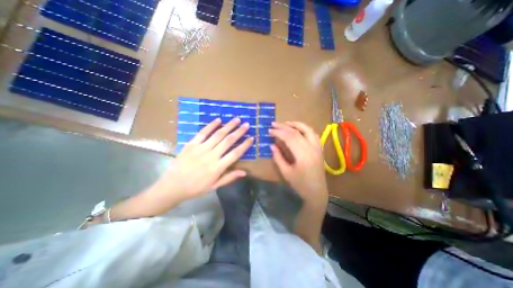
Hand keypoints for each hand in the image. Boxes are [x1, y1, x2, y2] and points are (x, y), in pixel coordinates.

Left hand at [156, 118, 251, 200]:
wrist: (172, 186)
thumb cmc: (195, 188)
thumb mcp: (214, 186)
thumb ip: (229, 177)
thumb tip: (244, 172)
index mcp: (217, 168)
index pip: (235, 154)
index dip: (244, 145)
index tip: (251, 138)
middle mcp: (211, 156)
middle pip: (228, 141)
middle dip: (239, 132)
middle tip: (246, 124)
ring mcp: (200, 149)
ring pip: (217, 135)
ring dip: (228, 126)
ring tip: (236, 119)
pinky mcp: (191, 144)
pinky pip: (203, 133)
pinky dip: (211, 125)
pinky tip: (218, 120)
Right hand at [269, 122, 328, 206]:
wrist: (317, 192)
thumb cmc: (300, 185)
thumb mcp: (286, 173)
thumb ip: (278, 157)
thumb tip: (271, 145)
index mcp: (303, 155)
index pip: (289, 137)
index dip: (278, 132)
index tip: (269, 130)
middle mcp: (312, 148)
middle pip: (297, 132)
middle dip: (284, 127)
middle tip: (273, 124)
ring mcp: (317, 147)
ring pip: (307, 129)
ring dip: (296, 124)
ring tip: (286, 123)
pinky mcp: (319, 149)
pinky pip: (313, 134)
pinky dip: (305, 128)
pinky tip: (298, 129)